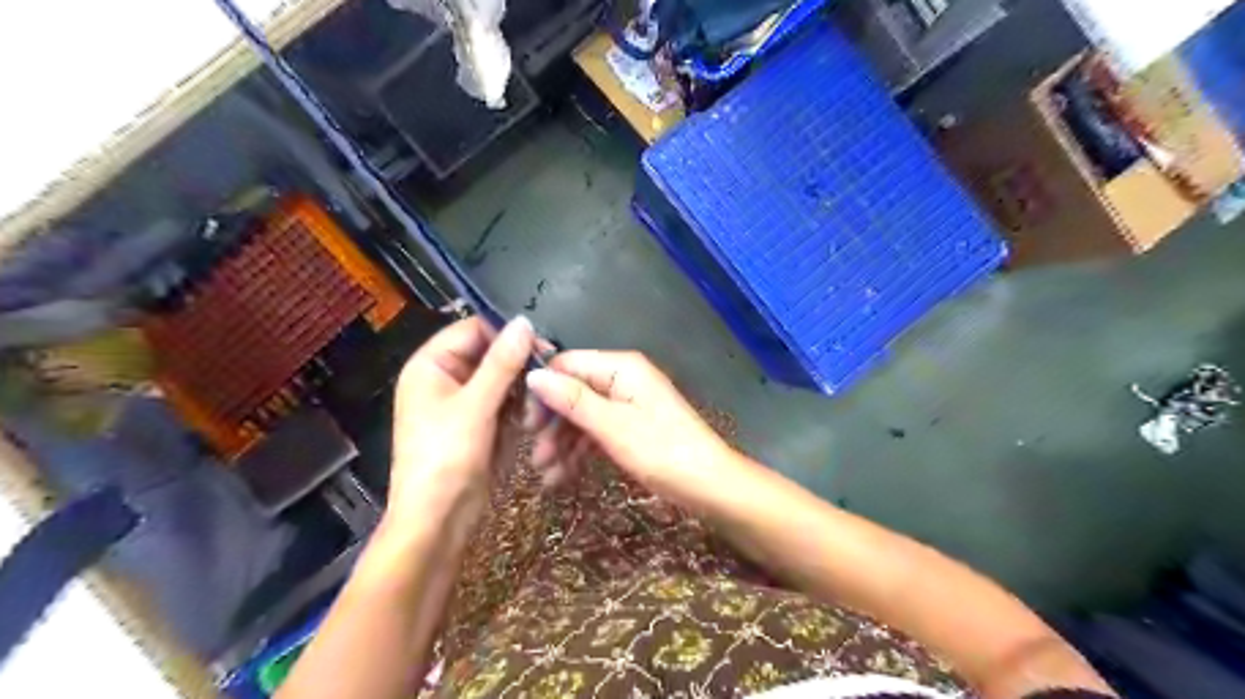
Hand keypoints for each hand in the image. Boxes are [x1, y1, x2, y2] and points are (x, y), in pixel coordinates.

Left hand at [387, 315, 535, 526]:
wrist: (438, 520)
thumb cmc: (446, 457)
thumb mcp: (476, 406)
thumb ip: (502, 362)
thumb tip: (525, 322)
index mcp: (431, 365)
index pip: (473, 329)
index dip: (506, 332)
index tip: (543, 343)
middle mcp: (446, 378)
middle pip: (490, 354)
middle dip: (519, 365)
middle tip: (550, 375)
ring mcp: (464, 402)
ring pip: (502, 379)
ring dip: (522, 389)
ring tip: (538, 406)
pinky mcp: (480, 423)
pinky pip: (505, 403)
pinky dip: (520, 408)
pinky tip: (532, 420)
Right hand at [521, 353, 729, 503]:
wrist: (710, 485)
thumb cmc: (662, 451)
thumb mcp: (612, 426)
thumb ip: (572, 400)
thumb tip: (532, 375)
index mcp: (620, 368)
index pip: (567, 365)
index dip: (543, 391)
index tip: (525, 424)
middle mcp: (622, 379)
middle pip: (573, 392)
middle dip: (552, 424)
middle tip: (535, 457)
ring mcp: (628, 404)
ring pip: (583, 416)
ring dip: (563, 443)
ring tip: (546, 475)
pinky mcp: (631, 427)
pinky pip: (598, 432)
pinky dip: (581, 451)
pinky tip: (563, 476)